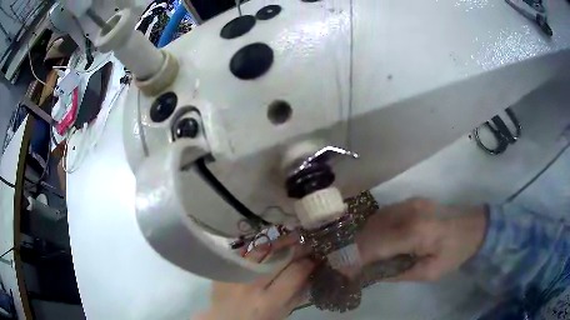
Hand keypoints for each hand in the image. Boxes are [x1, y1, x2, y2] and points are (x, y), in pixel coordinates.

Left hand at [196, 235, 314, 319]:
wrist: (224, 318)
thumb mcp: (281, 314)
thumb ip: (296, 296)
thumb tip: (310, 274)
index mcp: (269, 301)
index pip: (295, 273)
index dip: (309, 262)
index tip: (316, 257)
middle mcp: (252, 284)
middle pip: (279, 257)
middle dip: (297, 247)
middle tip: (307, 241)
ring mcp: (236, 273)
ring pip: (261, 249)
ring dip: (279, 242)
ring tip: (291, 237)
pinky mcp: (226, 268)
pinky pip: (245, 251)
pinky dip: (260, 248)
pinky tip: (268, 245)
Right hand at [356, 198, 486, 281]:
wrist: (475, 225)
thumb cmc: (455, 253)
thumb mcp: (430, 273)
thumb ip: (399, 273)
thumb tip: (372, 273)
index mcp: (417, 232)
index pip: (377, 245)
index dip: (357, 257)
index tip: (342, 270)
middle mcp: (409, 212)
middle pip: (372, 230)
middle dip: (355, 248)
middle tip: (347, 264)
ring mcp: (409, 203)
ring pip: (375, 220)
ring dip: (363, 238)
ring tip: (358, 254)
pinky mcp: (411, 201)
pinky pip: (384, 215)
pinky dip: (374, 229)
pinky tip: (374, 240)